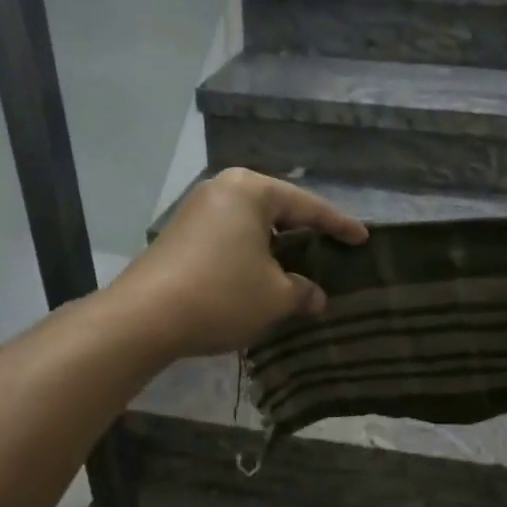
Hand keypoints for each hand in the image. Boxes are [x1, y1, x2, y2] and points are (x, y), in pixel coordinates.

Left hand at [107, 169, 367, 359]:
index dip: (339, 225)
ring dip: (276, 246)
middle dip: (304, 231)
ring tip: (298, 265)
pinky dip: (251, 253)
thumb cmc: (221, 295)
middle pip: (278, 209)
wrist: (143, 318)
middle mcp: (223, 189)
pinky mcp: (180, 234)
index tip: (362, 238)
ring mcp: (197, 210)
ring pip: (252, 224)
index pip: (308, 206)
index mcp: (251, 191)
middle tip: (331, 248)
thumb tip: (316, 297)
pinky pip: (230, 237)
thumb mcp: (275, 297)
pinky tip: (260, 275)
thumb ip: (303, 292)